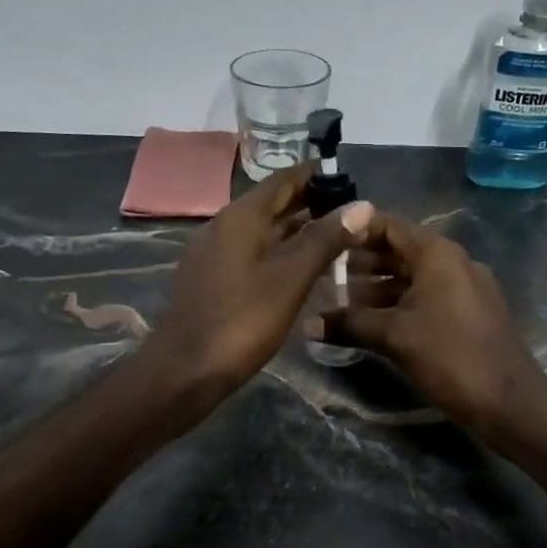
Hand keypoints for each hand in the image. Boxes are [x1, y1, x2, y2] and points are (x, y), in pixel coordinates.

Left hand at [146, 164, 374, 402]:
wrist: (184, 370)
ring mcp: (214, 253)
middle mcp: (224, 225)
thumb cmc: (242, 321)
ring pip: (263, 230)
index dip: (318, 176)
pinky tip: (302, 270)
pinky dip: (279, 252)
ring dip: (298, 231)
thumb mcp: (291, 279)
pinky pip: (252, 253)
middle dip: (312, 204)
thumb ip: (325, 240)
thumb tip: (362, 205)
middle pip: (273, 204)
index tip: (352, 182)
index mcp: (241, 217)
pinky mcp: (211, 278)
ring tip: (337, 241)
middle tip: (353, 215)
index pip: (285, 179)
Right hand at [307, 213, 546, 437]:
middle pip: (401, 251)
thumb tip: (306, 324)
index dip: (356, 230)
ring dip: (379, 287)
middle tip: (324, 274)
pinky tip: (374, 323)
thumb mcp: (394, 337)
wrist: (509, 400)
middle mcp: (453, 262)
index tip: (325, 239)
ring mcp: (465, 288)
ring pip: (413, 278)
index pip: (390, 226)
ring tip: (340, 302)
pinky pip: (428, 297)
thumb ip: (350, 324)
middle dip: (362, 262)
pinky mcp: (470, 313)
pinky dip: (400, 303)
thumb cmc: (450, 356)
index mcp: (438, 255)